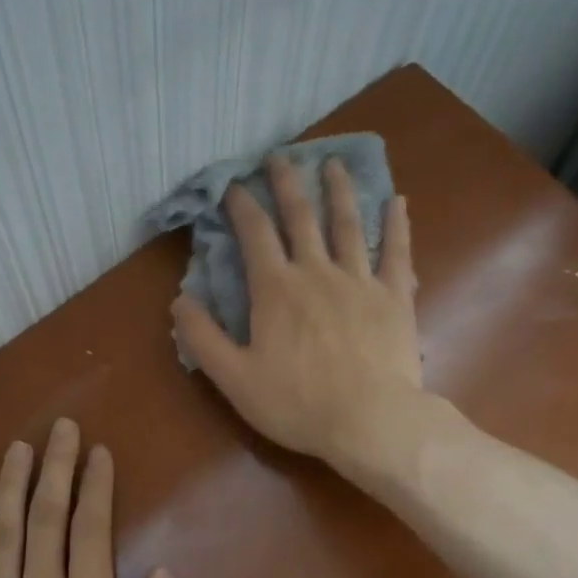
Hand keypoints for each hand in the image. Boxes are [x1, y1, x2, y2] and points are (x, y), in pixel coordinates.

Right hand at [172, 154, 423, 469]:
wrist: (370, 420)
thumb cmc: (297, 403)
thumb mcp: (234, 378)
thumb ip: (203, 338)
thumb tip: (180, 300)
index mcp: (275, 289)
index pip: (255, 234)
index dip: (242, 206)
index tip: (234, 185)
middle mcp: (316, 272)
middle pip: (300, 217)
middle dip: (287, 183)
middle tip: (281, 156)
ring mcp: (360, 280)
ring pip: (348, 224)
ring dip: (339, 191)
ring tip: (334, 163)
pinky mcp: (394, 296)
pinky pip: (397, 252)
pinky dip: (397, 225)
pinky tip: (398, 201)